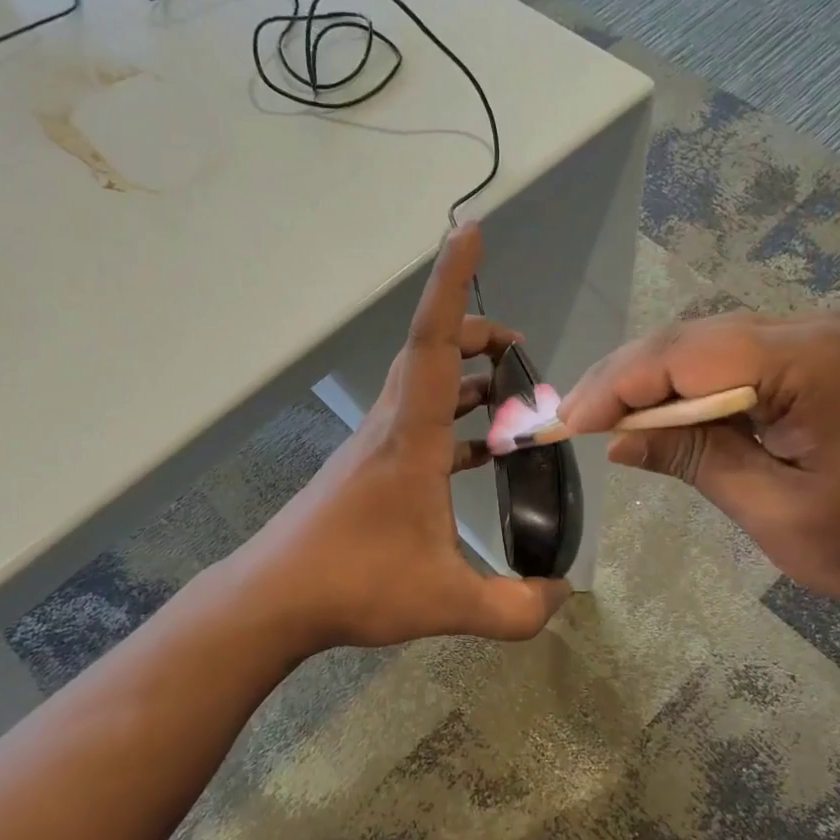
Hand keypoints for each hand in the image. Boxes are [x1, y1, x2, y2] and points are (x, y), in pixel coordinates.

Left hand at [230, 226, 570, 654]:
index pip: (433, 340)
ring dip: (465, 379)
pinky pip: (418, 422)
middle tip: (517, 349)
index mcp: (411, 436)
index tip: (469, 230)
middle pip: (431, 352)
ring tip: (508, 396)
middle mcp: (392, 425)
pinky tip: (477, 456)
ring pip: (423, 386)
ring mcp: (376, 445)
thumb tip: (563, 596)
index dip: (452, 281)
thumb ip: (516, 608)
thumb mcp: (449, 602)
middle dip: (476, 334)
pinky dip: (451, 421)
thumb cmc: (357, 584)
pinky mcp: (369, 468)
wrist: (276, 599)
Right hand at [559, 311, 839, 643]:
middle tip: (575, 421)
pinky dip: (697, 390)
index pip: (682, 355)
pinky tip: (670, 419)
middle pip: (692, 341)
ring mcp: (826, 339)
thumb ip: (694, 462)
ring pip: (711, 347)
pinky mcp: (830, 360)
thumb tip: (620, 439)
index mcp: (808, 359)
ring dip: (658, 383)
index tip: (566, 424)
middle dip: (628, 380)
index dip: (616, 386)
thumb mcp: (776, 513)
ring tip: (608, 421)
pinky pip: (742, 362)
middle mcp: (814, 328)